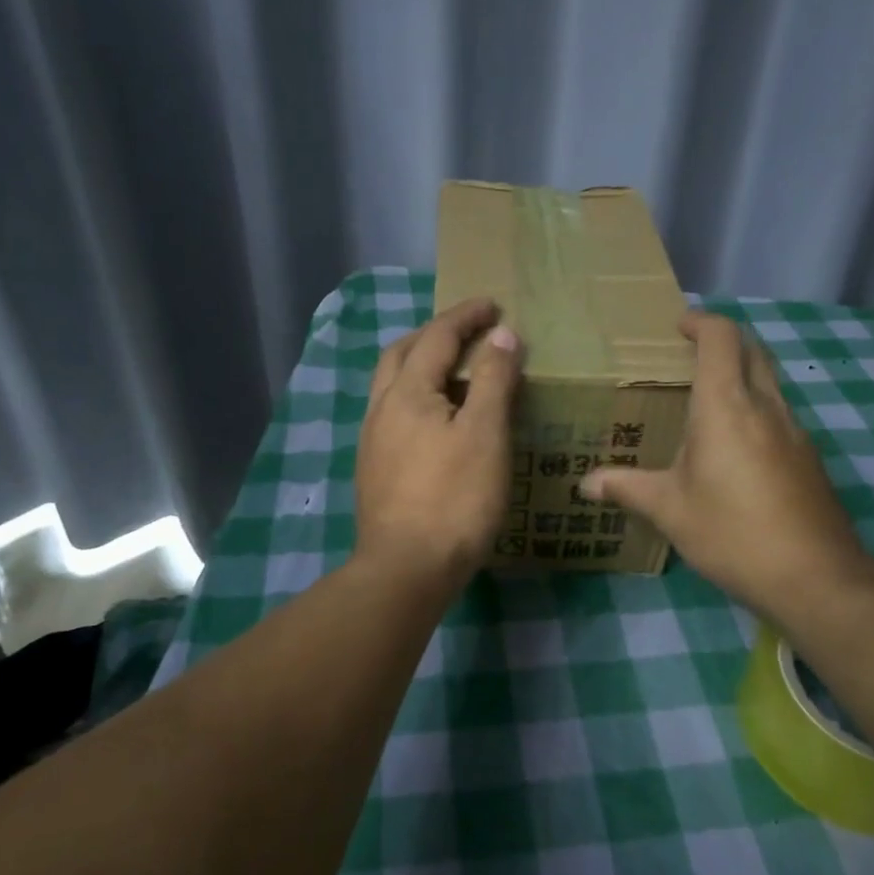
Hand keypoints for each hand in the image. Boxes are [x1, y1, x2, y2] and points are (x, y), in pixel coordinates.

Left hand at [354, 298, 521, 592]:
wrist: (406, 569)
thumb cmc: (454, 498)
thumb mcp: (484, 433)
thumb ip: (491, 379)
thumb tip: (500, 334)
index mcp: (407, 392)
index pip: (437, 337)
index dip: (466, 316)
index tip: (493, 304)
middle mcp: (381, 408)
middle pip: (403, 353)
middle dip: (435, 334)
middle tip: (469, 332)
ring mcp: (373, 441)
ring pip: (393, 385)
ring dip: (422, 366)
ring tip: (458, 374)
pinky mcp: (375, 469)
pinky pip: (396, 414)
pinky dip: (419, 398)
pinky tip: (439, 421)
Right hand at [582, 311, 873, 622]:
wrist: (815, 578)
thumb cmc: (732, 533)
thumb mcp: (669, 510)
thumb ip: (626, 488)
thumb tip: (585, 485)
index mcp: (726, 406)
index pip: (721, 338)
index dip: (700, 322)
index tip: (677, 327)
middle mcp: (766, 406)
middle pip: (752, 350)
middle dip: (723, 341)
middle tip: (688, 356)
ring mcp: (795, 431)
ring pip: (770, 381)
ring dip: (742, 374)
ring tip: (706, 401)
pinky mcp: (809, 458)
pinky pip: (780, 414)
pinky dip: (756, 409)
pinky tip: (735, 448)